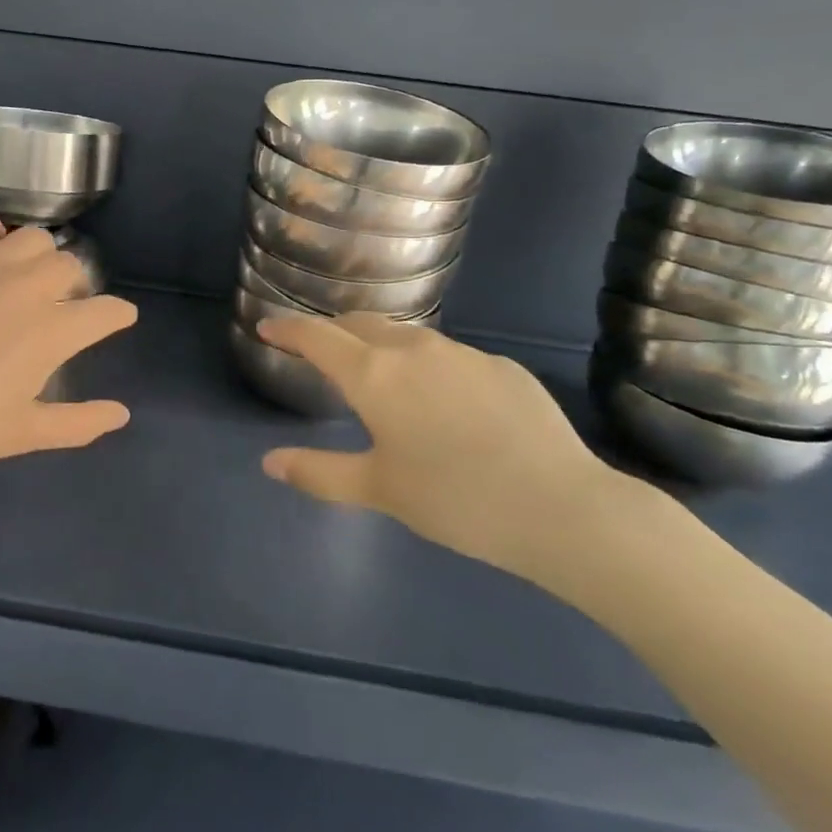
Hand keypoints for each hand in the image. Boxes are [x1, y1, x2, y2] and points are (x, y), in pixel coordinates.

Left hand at [0, 212, 137, 506]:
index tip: (116, 319)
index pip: (107, 310)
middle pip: (72, 266)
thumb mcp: (23, 434)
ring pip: (33, 238)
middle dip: (76, 285)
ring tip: (22, 278)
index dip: (118, 315)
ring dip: (39, 258)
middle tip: (58, 306)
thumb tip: (123, 414)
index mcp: (54, 330)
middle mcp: (28, 286)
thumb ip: (79, 422)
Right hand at [256, 314, 630, 584]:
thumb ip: (319, 472)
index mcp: (374, 375)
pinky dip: (428, 366)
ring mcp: (462, 353)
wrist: (562, 508)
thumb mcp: (379, 490)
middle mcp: (413, 349)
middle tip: (320, 350)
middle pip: (360, 324)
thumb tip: (270, 463)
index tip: (268, 326)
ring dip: (381, 346)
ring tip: (380, 374)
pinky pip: (449, 356)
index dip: (288, 329)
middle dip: (333, 332)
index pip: (317, 337)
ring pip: (407, 336)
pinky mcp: (502, 366)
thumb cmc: (455, 500)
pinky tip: (445, 403)